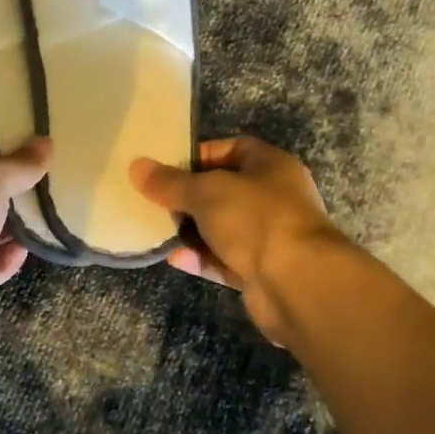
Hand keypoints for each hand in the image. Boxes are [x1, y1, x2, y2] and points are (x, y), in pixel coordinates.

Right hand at [131, 137, 346, 343]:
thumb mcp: (207, 192)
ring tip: (157, 229)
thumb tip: (137, 166)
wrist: (298, 284)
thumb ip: (171, 182)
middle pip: (225, 190)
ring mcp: (269, 237)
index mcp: (271, 166)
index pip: (232, 149)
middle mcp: (274, 198)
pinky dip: (201, 258)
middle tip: (155, 200)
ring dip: (193, 230)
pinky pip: (225, 259)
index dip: (200, 155)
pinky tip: (174, 258)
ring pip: (223, 227)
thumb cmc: (256, 219)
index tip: (167, 166)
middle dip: (190, 196)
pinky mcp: (261, 271)